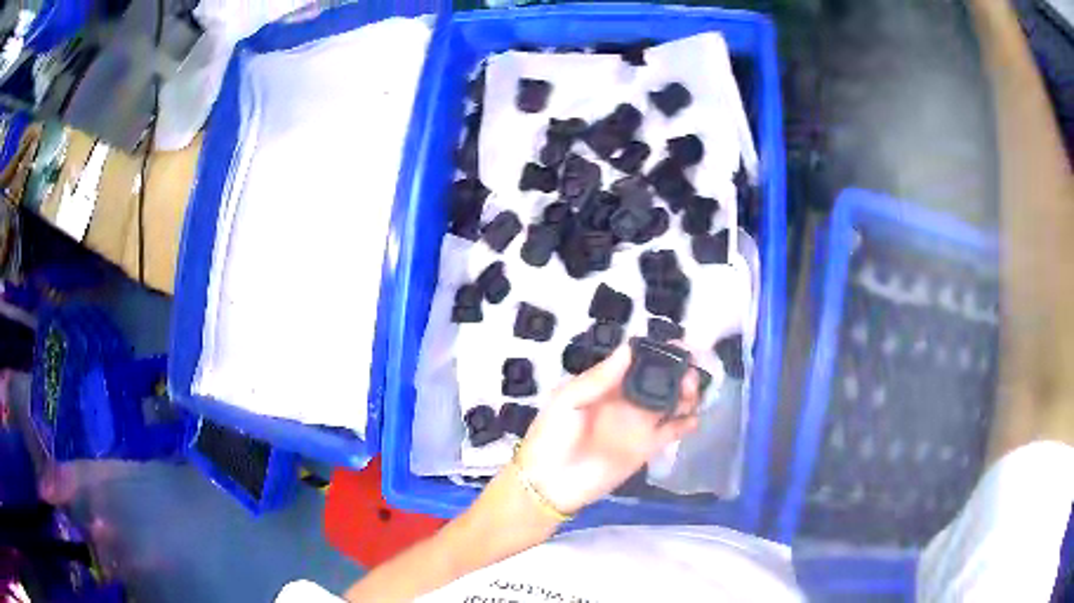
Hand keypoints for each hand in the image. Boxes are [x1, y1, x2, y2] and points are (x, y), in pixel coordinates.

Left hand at [516, 344, 701, 515]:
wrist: (550, 483)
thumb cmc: (552, 436)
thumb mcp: (568, 400)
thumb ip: (600, 378)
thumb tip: (629, 348)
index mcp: (606, 385)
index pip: (637, 363)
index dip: (657, 353)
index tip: (678, 345)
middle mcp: (626, 401)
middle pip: (660, 381)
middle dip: (678, 372)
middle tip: (690, 371)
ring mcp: (639, 424)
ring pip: (670, 403)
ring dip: (686, 394)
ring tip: (692, 391)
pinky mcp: (647, 447)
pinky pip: (671, 432)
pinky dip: (686, 424)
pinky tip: (693, 418)